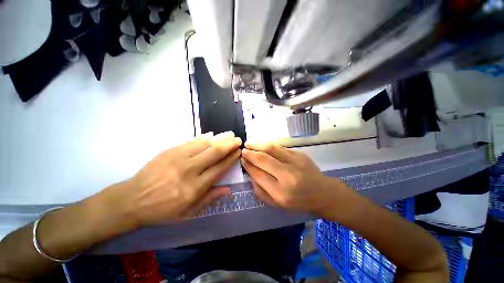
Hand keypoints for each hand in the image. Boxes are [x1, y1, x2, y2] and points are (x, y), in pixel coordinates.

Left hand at [104, 132, 241, 225]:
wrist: (132, 200)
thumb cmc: (162, 210)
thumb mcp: (188, 212)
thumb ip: (209, 198)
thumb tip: (228, 189)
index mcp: (194, 188)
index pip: (219, 168)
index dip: (231, 159)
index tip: (238, 152)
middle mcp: (189, 170)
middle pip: (214, 153)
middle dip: (229, 145)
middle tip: (237, 139)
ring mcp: (178, 158)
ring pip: (204, 144)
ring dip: (219, 139)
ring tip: (229, 134)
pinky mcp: (169, 151)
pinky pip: (191, 142)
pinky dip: (203, 138)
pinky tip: (211, 135)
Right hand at [241, 142, 346, 214]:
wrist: (322, 192)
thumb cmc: (298, 201)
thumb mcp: (277, 204)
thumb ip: (260, 191)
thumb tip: (250, 173)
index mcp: (281, 192)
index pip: (258, 174)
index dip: (248, 166)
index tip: (242, 160)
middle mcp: (288, 176)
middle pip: (263, 159)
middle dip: (250, 153)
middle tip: (243, 150)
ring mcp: (295, 162)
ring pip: (271, 148)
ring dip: (258, 144)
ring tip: (249, 143)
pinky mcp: (300, 154)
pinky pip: (280, 147)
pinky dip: (269, 146)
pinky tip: (263, 146)